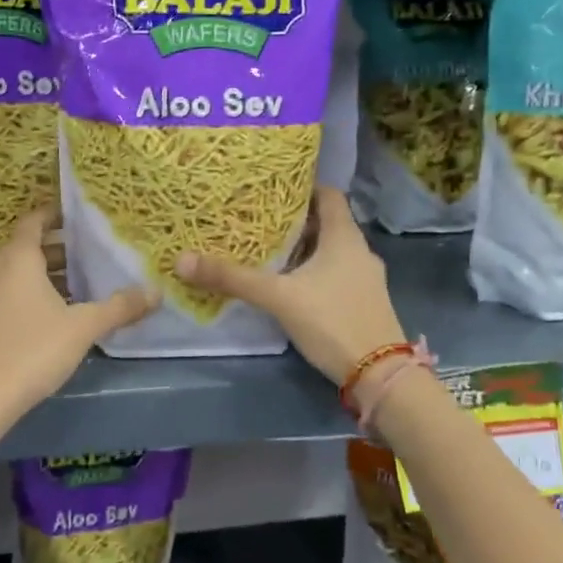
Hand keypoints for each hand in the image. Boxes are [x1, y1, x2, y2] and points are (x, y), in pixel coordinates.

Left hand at [0, 207, 157, 424]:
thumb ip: (120, 307)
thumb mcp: (83, 327)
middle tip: (91, 251)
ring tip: (81, 283)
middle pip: (27, 247)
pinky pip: (10, 294)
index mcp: (18, 258)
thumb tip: (156, 292)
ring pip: (18, 273)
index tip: (80, 216)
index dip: (55, 214)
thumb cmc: (32, 349)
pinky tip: (57, 315)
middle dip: (59, 247)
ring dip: (46, 273)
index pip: (34, 221)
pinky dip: (33, 293)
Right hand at [174, 187, 404, 384]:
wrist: (380, 375)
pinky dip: (314, 271)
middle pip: (327, 222)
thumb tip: (182, 259)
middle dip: (295, 219)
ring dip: (304, 248)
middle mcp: (360, 251)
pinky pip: (335, 274)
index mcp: (345, 237)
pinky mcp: (364, 302)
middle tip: (258, 218)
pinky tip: (290, 284)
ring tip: (268, 249)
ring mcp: (365, 278)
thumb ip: (233, 278)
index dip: (302, 186)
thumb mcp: (278, 297)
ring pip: (331, 251)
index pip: (328, 194)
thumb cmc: (333, 321)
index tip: (272, 187)